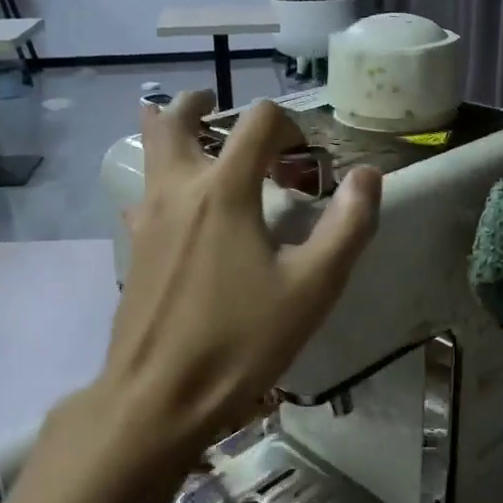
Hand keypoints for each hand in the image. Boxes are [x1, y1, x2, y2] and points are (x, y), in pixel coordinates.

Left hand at [98, 92, 380, 454]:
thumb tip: (368, 176)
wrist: (158, 396)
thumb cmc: (240, 340)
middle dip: (200, 106)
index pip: (257, 122)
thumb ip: (347, 226)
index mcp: (224, 191)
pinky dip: (161, 184)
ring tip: (198, 141)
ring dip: (172, 134)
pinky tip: (182, 214)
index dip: (288, 124)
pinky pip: (144, 196)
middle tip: (220, 108)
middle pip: (175, 121)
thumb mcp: (312, 288)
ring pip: (150, 154)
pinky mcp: (134, 250)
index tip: (305, 155)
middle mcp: (178, 191)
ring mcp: (147, 219)